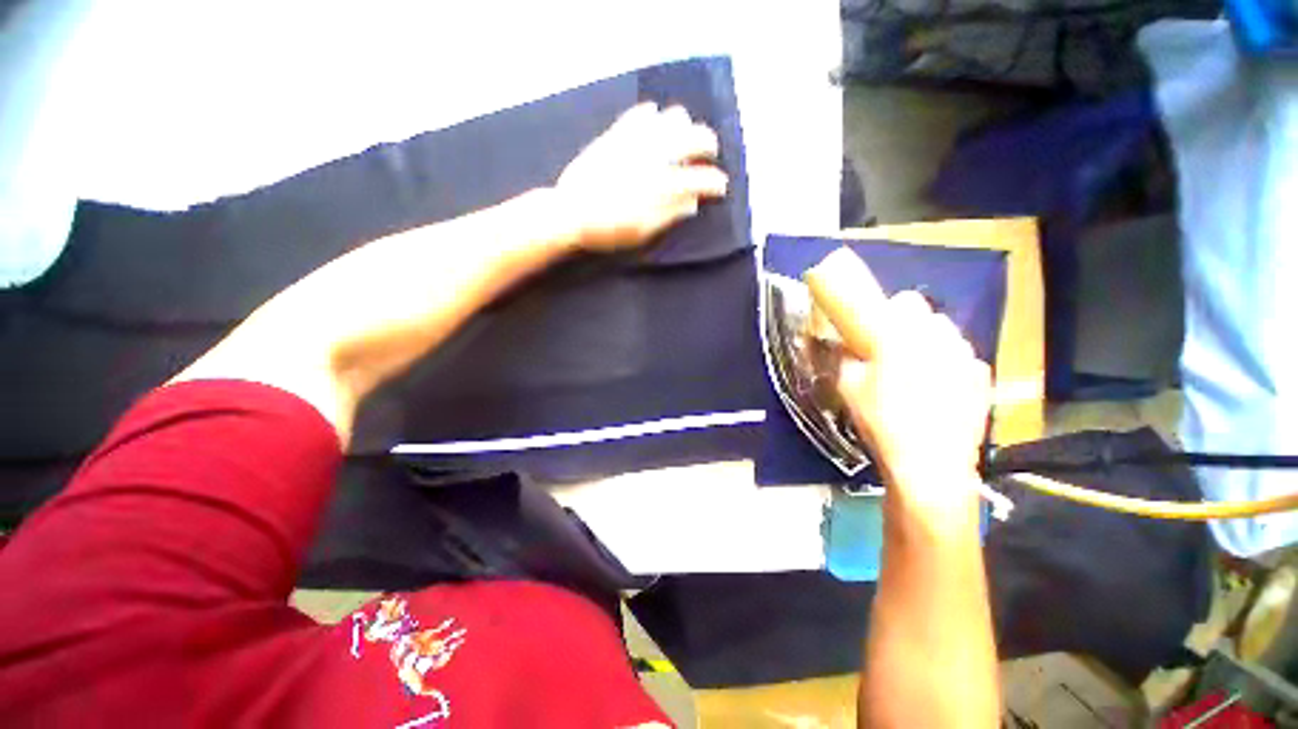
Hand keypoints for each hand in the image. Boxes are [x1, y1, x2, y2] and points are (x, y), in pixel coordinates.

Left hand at [555, 102, 728, 251]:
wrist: (571, 213)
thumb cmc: (609, 230)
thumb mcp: (644, 232)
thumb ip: (671, 215)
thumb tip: (693, 203)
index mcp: (663, 185)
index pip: (701, 178)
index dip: (716, 183)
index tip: (720, 188)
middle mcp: (655, 156)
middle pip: (696, 137)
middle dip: (709, 145)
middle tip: (708, 156)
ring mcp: (636, 139)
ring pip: (673, 116)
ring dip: (684, 128)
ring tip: (681, 140)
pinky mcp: (618, 132)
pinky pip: (642, 113)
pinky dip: (655, 116)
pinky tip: (655, 124)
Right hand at [836, 292, 991, 509]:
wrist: (929, 463)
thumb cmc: (882, 419)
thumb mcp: (847, 387)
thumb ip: (842, 359)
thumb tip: (839, 346)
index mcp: (906, 335)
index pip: (905, 300)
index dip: (889, 311)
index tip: (876, 330)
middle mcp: (943, 338)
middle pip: (930, 316)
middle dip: (911, 327)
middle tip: (892, 353)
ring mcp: (968, 359)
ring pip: (949, 337)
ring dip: (932, 345)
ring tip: (917, 374)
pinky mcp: (983, 381)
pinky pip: (964, 361)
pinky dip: (951, 367)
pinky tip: (939, 391)